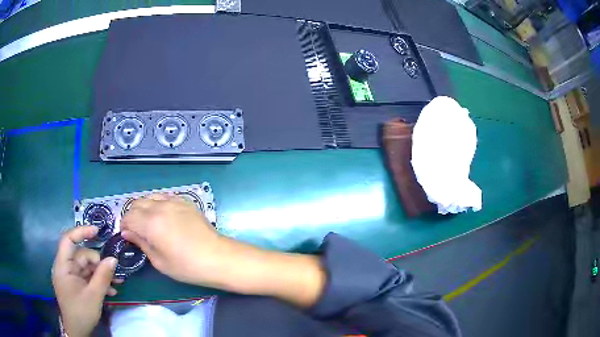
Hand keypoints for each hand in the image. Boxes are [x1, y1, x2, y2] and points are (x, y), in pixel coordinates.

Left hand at [52, 226, 120, 336]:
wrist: (78, 332)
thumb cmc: (81, 312)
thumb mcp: (94, 296)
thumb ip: (103, 276)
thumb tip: (113, 259)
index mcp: (63, 266)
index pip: (68, 240)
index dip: (81, 232)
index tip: (97, 231)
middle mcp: (65, 268)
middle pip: (81, 256)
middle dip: (98, 263)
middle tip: (115, 273)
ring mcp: (70, 277)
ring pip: (86, 268)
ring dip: (101, 274)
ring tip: (117, 283)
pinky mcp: (76, 285)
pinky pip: (87, 278)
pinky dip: (98, 282)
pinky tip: (111, 291)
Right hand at [120, 194, 224, 285]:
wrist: (218, 258)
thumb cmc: (187, 266)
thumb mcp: (159, 261)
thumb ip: (141, 243)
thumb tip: (127, 233)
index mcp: (151, 223)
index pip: (129, 216)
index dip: (124, 226)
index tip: (126, 235)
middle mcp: (160, 207)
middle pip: (137, 203)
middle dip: (132, 215)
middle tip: (136, 230)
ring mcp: (174, 201)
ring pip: (150, 197)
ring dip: (144, 208)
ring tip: (148, 223)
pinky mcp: (185, 202)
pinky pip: (164, 196)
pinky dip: (157, 203)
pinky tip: (162, 216)